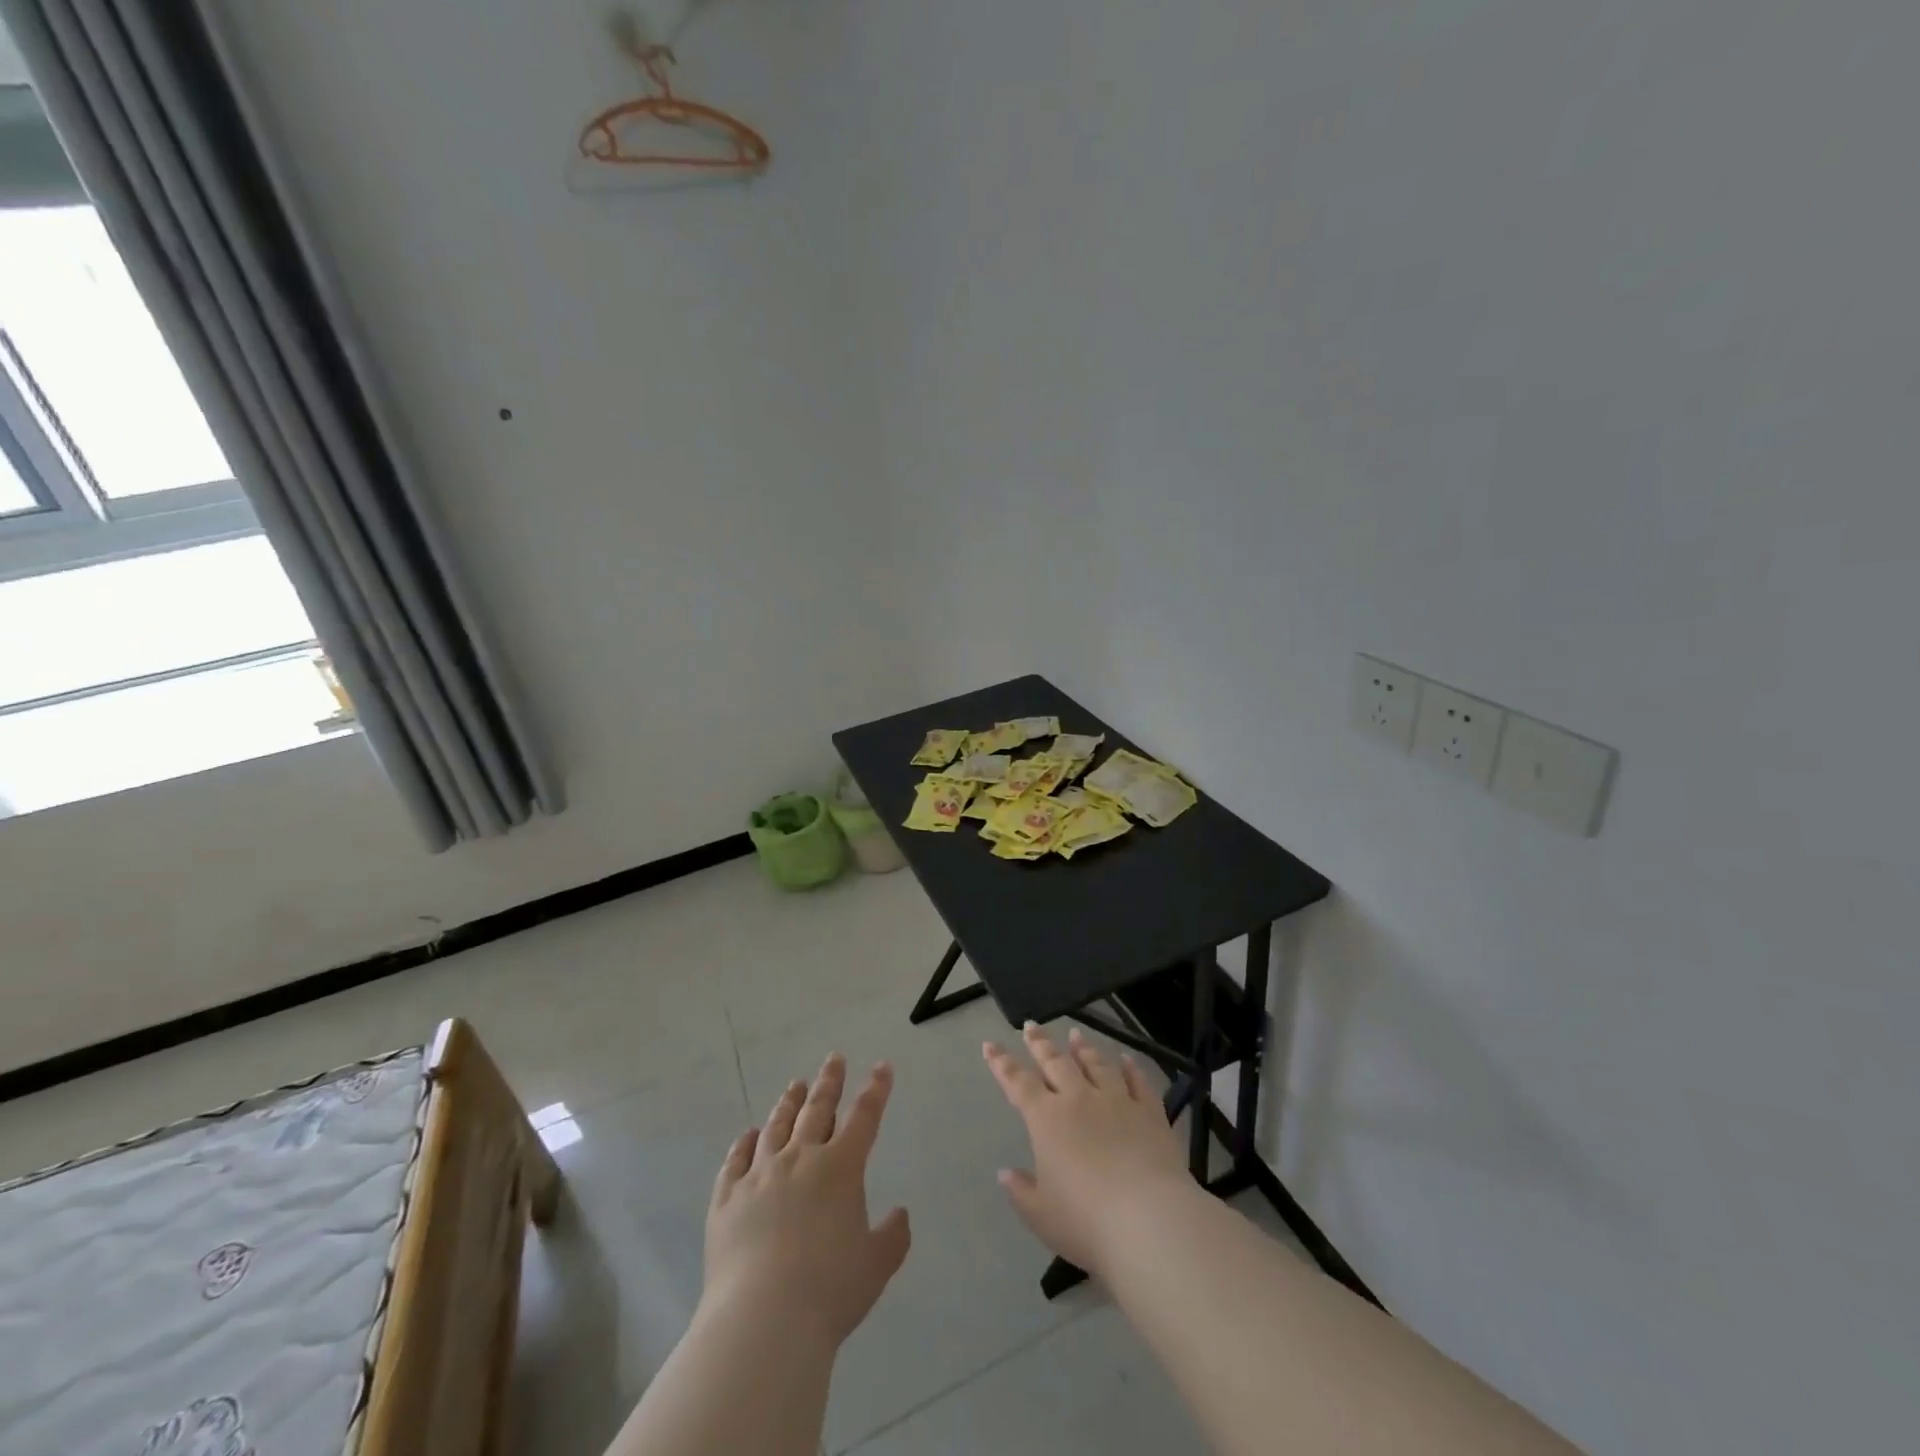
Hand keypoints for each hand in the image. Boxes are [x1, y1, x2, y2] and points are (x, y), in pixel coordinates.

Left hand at [702, 1054, 911, 1346]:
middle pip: (817, 1109)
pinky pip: (736, 1161)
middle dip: (829, 1082)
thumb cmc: (830, 1290)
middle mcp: (800, 1159)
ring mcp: (759, 1175)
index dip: (876, 1089)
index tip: (882, 1067)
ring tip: (794, 1086)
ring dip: (788, 1104)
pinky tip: (748, 1135)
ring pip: (776, 1127)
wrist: (763, 1320)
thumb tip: (899, 1214)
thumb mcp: (877, 1265)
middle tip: (833, 1059)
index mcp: (841, 1168)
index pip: (864, 1116)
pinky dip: (744, 1144)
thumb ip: (893, 1235)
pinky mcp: (727, 1199)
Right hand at [984, 1023, 1195, 1278]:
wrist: (1149, 1221)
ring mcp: (1117, 1102)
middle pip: (1056, 1062)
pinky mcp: (1150, 1113)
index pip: (1018, 1083)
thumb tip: (1005, 1173)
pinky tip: (1126, 1060)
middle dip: (1040, 1043)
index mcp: (1046, 1119)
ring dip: (1083, 1048)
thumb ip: (1021, 1191)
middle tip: (1031, 1026)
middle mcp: (1079, 1099)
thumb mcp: (1041, 1215)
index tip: (990, 1045)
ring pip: (1096, 1065)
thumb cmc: (1086, 1222)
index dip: (1001, 1063)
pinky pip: (1138, 1083)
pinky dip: (1131, 1068)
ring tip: (1074, 1034)